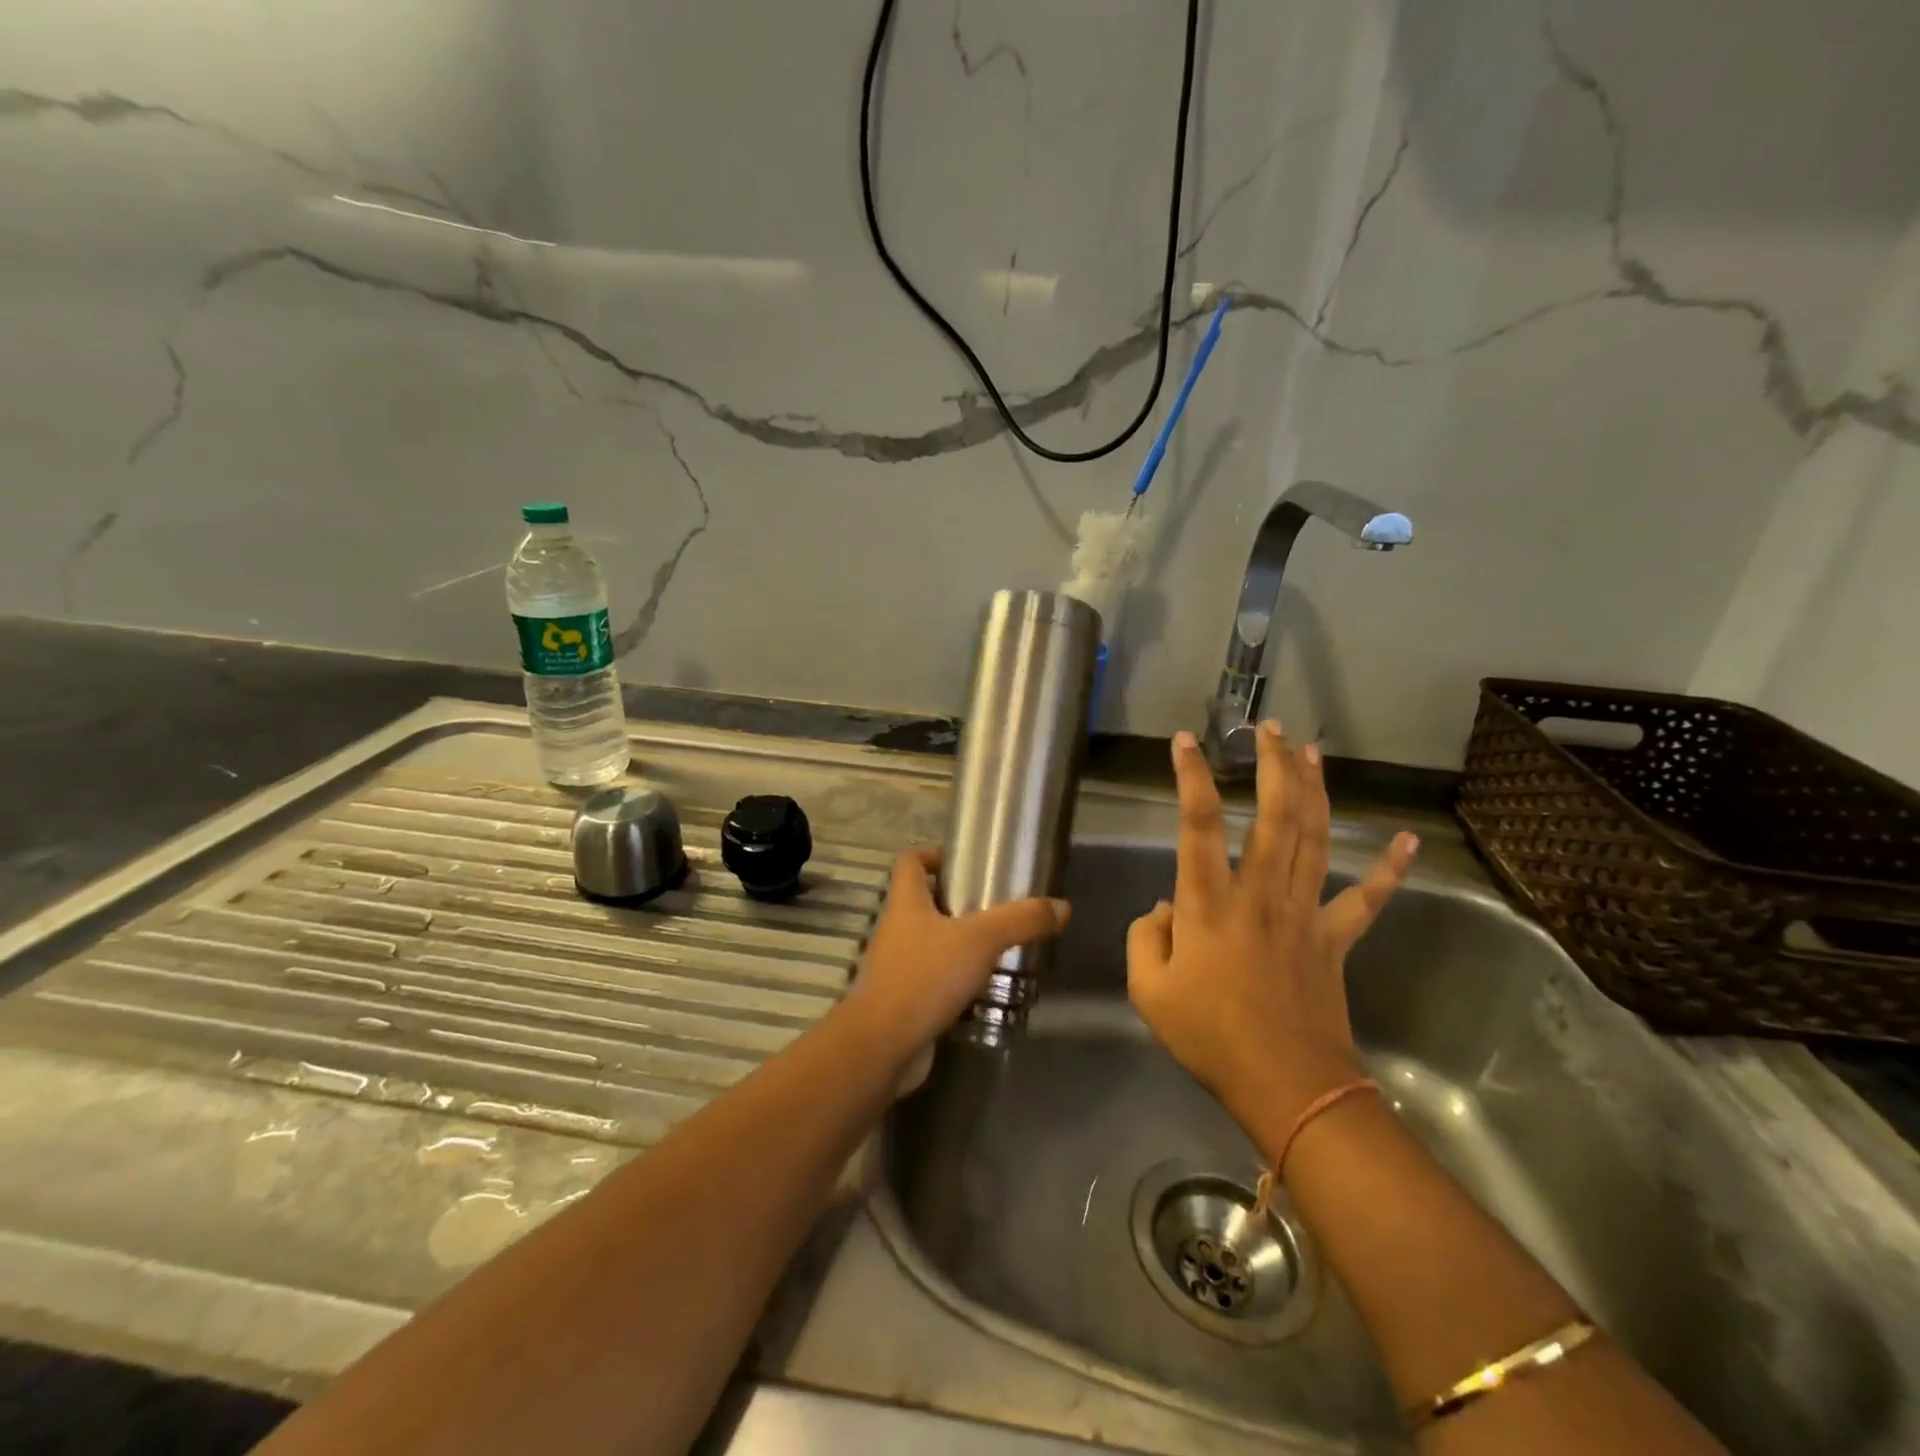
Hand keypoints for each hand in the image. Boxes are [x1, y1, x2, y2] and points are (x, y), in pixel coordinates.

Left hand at [842, 848, 1069, 1068]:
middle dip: (958, 902)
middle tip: (998, 907)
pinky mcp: (905, 1000)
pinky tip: (987, 988)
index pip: (909, 861)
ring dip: (961, 943)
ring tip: (1000, 947)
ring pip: (931, 943)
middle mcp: (897, 929)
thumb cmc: (925, 977)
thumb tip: (1062, 906)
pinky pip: (934, 979)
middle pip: (924, 902)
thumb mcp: (980, 940)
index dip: (933, 854)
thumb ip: (1021, 921)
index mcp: (906, 903)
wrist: (883, 1046)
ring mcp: (898, 966)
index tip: (965, 862)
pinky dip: (957, 979)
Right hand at [1126, 725, 1417, 1144]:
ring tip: (1311, 752)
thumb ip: (1144, 937)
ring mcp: (1303, 913)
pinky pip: (1365, 900)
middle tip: (1269, 729)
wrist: (1286, 1085)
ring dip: (1315, 790)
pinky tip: (1408, 842)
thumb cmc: (1208, 1035)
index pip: (1197, 824)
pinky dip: (1389, 871)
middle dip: (1272, 766)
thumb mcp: (1148, 990)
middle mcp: (1259, 894)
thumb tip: (1163, 910)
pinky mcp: (1334, 939)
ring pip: (1314, 838)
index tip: (1186, 741)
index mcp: (1208, 903)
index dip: (1191, 777)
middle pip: (1274, 815)